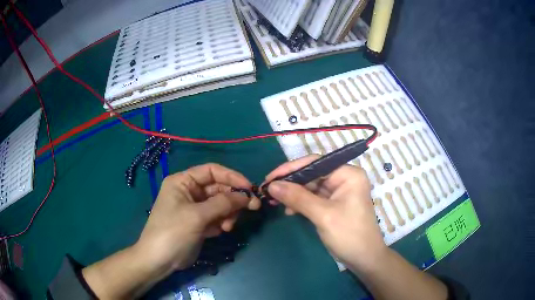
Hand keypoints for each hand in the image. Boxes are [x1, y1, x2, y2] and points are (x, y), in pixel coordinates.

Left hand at [135, 163, 259, 273]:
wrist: (160, 260)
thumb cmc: (173, 232)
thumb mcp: (197, 216)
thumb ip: (223, 203)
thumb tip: (247, 196)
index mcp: (183, 182)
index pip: (211, 171)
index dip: (231, 176)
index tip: (249, 187)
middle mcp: (189, 192)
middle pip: (218, 188)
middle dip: (233, 198)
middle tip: (252, 207)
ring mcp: (194, 208)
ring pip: (220, 204)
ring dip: (229, 213)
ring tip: (228, 226)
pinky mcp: (199, 223)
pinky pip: (217, 217)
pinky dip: (223, 222)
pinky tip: (222, 231)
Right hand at [265, 155, 386, 271]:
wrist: (364, 259)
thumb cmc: (349, 234)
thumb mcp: (323, 215)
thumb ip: (297, 198)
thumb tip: (272, 185)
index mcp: (348, 174)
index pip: (315, 163)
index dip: (291, 168)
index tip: (270, 178)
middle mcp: (344, 178)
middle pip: (312, 174)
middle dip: (290, 183)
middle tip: (268, 191)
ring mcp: (339, 192)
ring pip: (310, 187)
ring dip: (293, 194)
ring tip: (274, 201)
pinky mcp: (334, 204)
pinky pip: (313, 198)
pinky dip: (300, 203)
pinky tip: (288, 210)